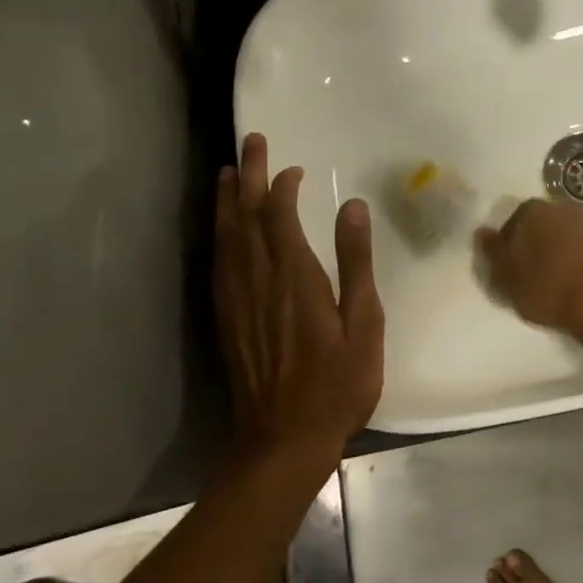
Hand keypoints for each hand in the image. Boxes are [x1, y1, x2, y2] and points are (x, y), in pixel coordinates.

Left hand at [215, 133, 383, 460]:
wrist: (283, 440)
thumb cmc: (337, 384)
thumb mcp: (364, 324)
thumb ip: (356, 263)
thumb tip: (352, 206)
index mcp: (295, 277)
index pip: (279, 215)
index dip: (281, 185)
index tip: (293, 167)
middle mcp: (258, 280)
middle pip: (245, 216)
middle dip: (246, 175)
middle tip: (249, 142)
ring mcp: (236, 300)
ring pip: (224, 236)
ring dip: (225, 200)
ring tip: (226, 172)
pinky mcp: (225, 318)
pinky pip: (218, 263)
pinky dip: (218, 235)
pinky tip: (221, 230)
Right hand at [475, 198, 582, 335]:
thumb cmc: (547, 288)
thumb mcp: (507, 278)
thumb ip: (493, 253)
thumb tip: (482, 232)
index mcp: (534, 211)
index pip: (515, 220)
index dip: (511, 244)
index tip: (511, 267)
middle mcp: (566, 209)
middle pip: (546, 225)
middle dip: (540, 244)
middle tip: (534, 275)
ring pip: (572, 236)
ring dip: (565, 252)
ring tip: (560, 283)